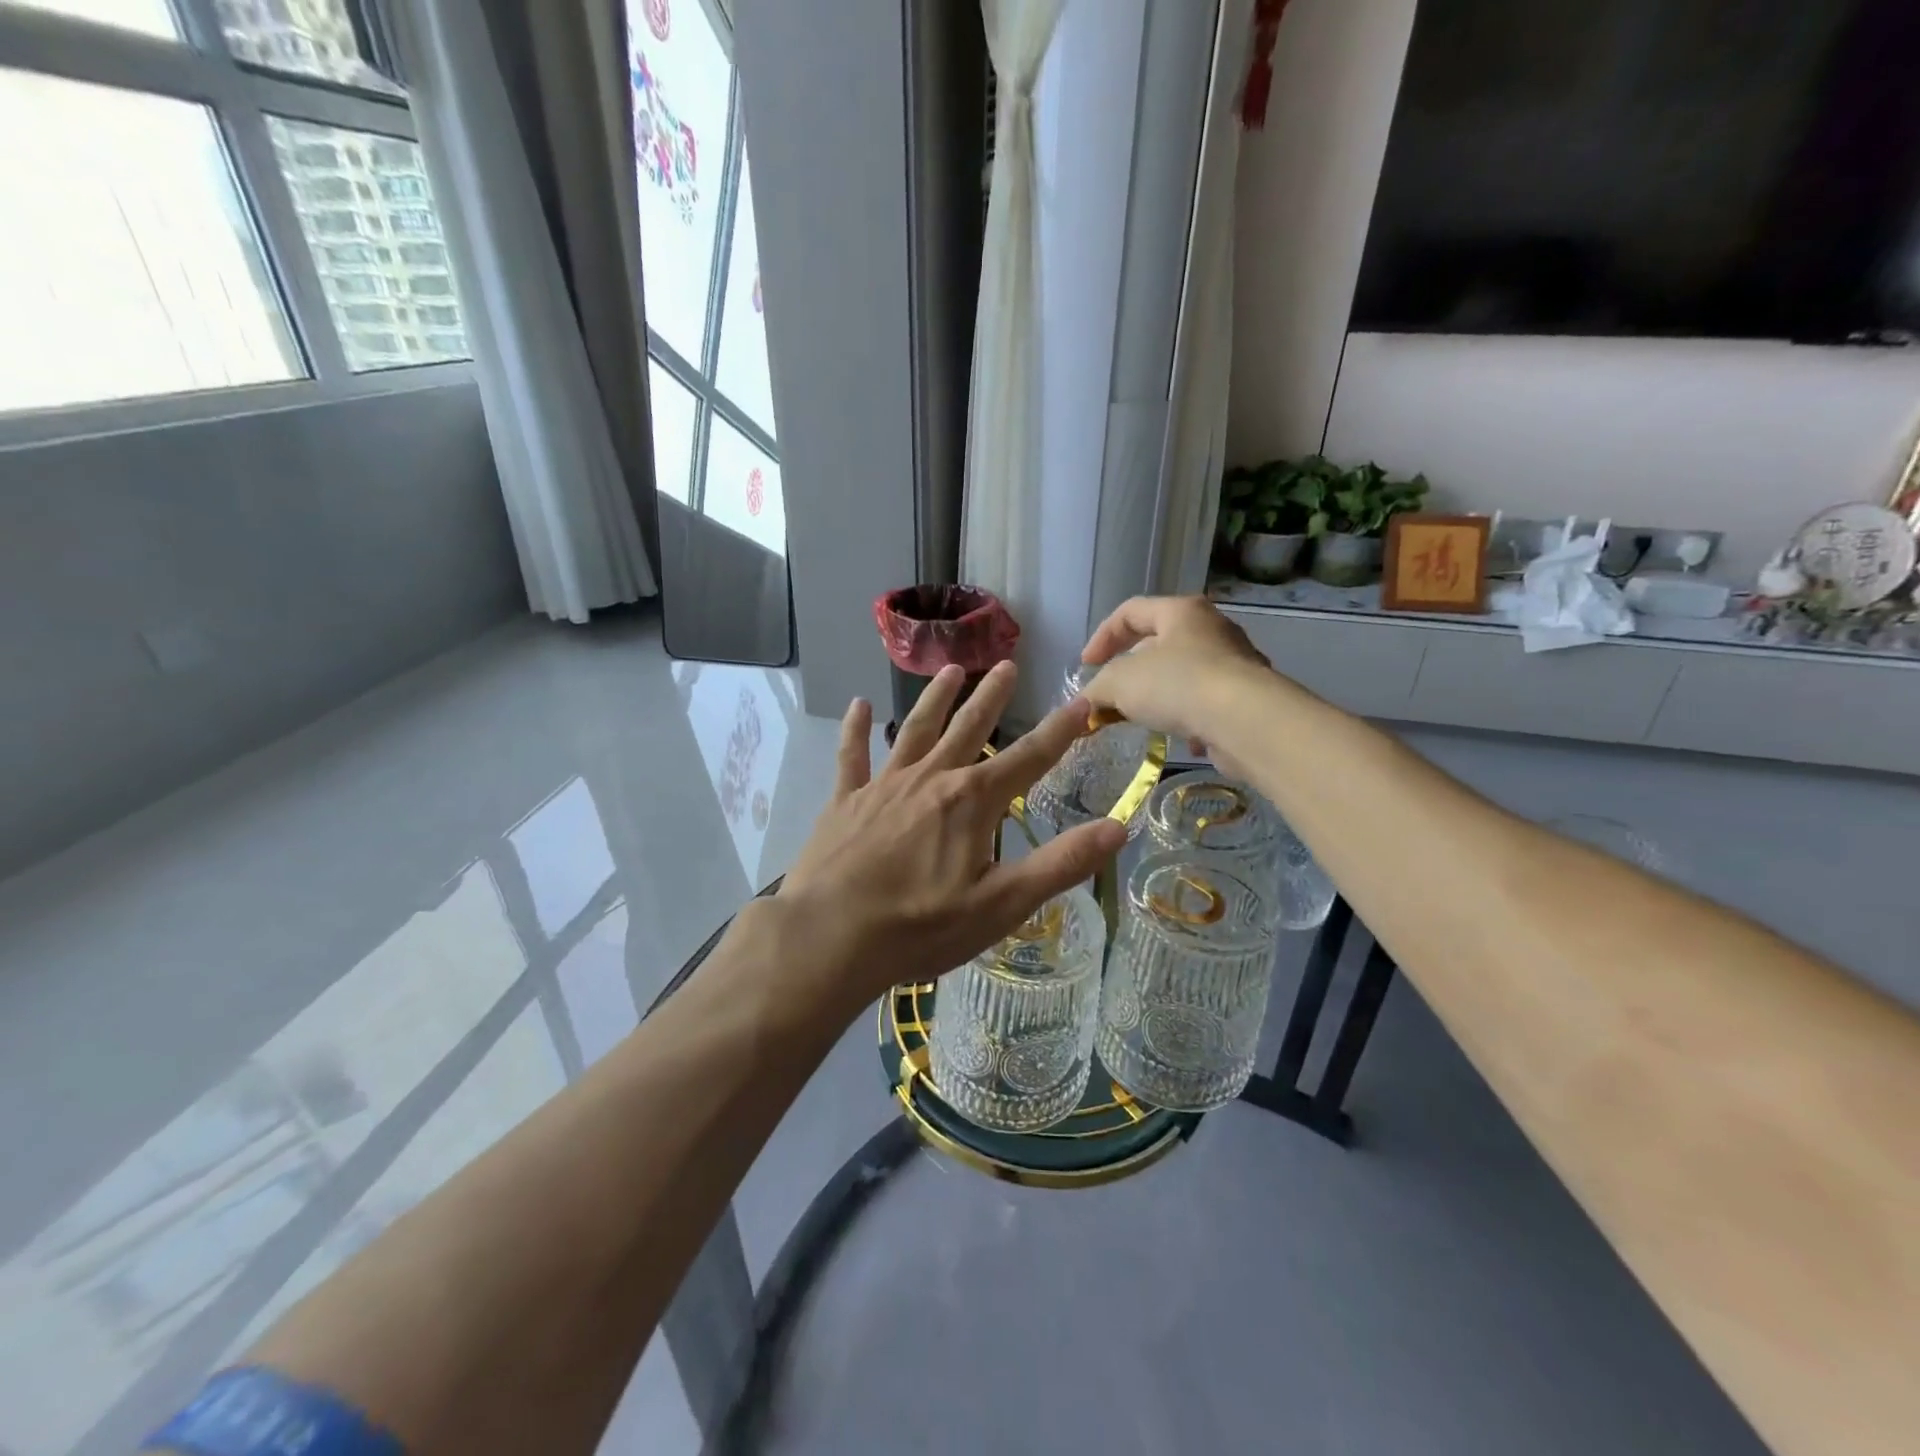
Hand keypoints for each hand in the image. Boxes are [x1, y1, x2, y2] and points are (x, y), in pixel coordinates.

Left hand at [772, 661, 1126, 1011]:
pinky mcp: (845, 801)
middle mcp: (931, 779)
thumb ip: (1061, 863)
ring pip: (917, 730)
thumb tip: (1119, 827)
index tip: (1082, 700)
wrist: (831, 936)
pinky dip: (857, 730)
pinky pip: (853, 756)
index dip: (1060, 730)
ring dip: (936, 699)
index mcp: (973, 801)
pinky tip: (860, 706)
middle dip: (992, 697)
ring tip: (951, 671)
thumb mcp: (1003, 903)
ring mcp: (884, 785)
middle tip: (1007, 665)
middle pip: (969, 728)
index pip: (1029, 758)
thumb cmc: (922, 926)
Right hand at [1079, 596, 1273, 774]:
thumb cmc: (1178, 684)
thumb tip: (1086, 703)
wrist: (1245, 721)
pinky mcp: (1247, 698)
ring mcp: (1235, 663)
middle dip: (1130, 671)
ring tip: (1143, 719)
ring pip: (1184, 675)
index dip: (1102, 636)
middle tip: (1112, 696)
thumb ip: (1097, 688)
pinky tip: (1182, 739)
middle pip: (1159, 643)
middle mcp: (1212, 630)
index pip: (1131, 611)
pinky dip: (1189, 719)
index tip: (1086, 666)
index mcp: (1181, 611)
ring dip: (1159, 696)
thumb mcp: (1120, 682)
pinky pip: (1207, 703)